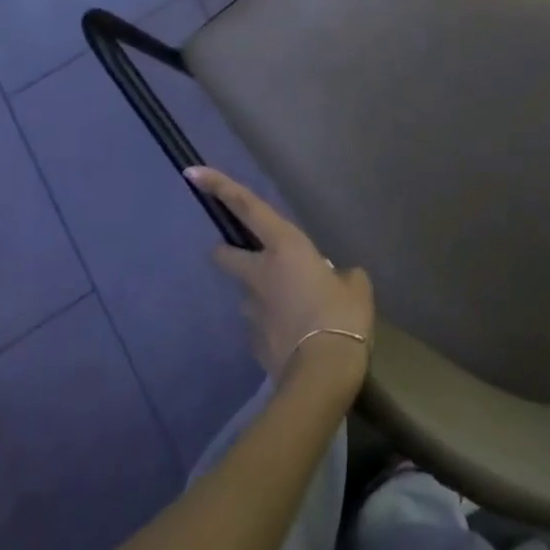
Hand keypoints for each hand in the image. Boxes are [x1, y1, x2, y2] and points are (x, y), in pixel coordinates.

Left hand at [185, 167, 373, 380]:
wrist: (322, 376)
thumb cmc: (341, 316)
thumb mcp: (356, 286)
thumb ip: (343, 275)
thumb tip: (337, 280)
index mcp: (285, 248)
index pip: (248, 208)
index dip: (220, 187)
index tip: (193, 174)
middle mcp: (260, 273)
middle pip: (227, 254)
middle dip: (232, 252)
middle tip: (256, 258)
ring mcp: (252, 310)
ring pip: (249, 293)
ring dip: (264, 294)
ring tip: (298, 310)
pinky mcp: (253, 343)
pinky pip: (261, 324)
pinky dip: (274, 325)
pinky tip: (298, 338)